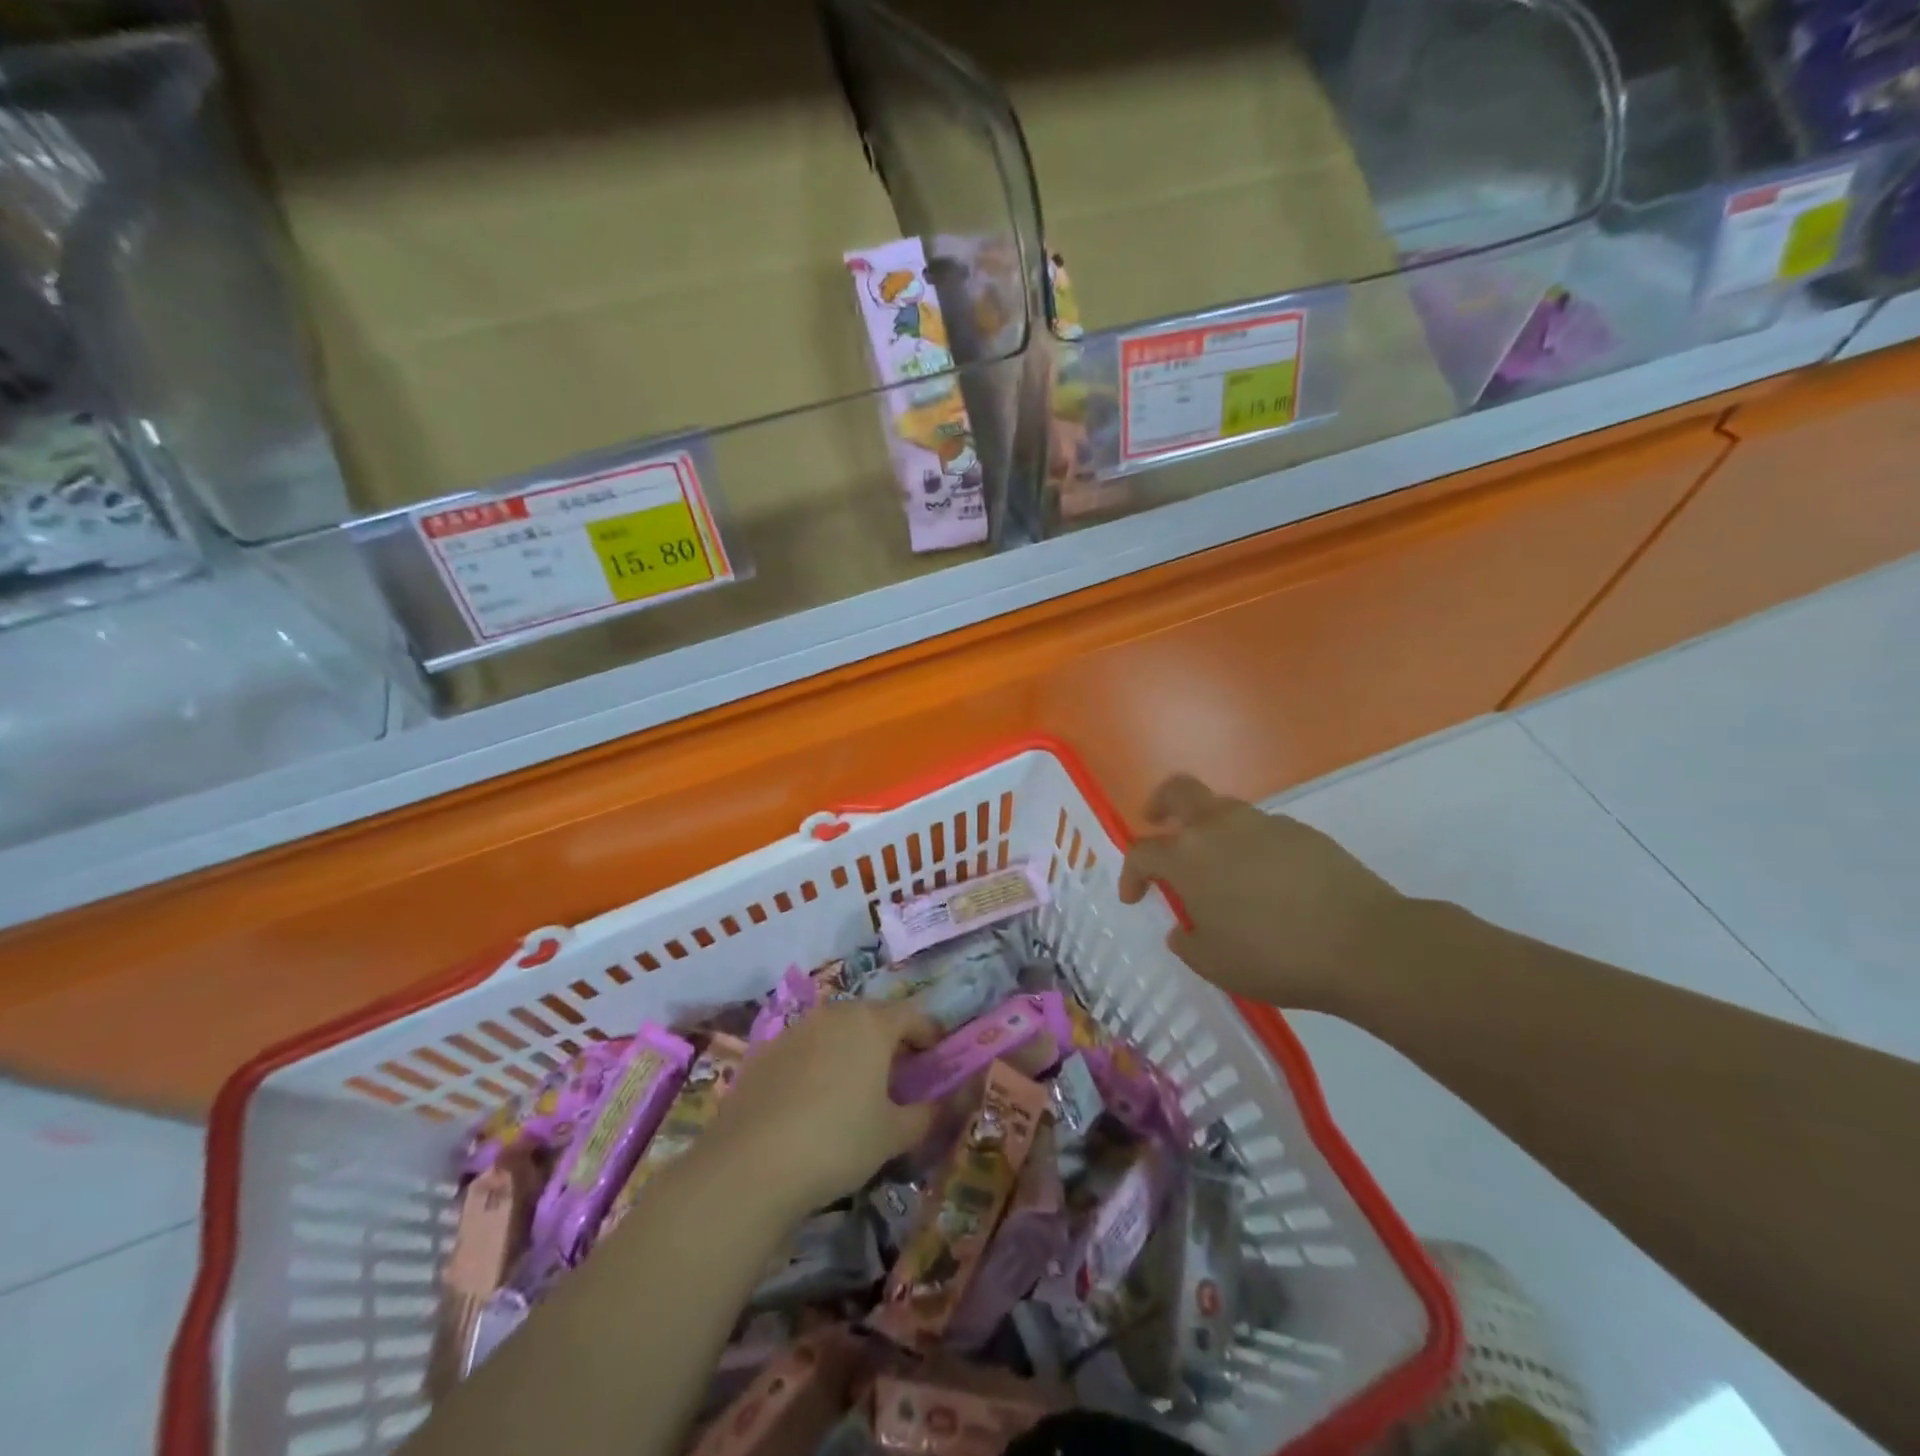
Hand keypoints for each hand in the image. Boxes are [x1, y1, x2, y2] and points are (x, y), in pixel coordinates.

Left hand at [700, 1000, 939, 1214]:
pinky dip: (819, 1064)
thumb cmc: (837, 1142)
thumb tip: (943, 1104)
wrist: (749, 1165)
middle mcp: (835, 1014)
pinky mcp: (765, 1052)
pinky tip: (814, 1102)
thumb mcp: (893, 1135)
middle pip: (873, 1018)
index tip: (937, 1061)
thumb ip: (926, 1114)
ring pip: (836, 1031)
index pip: (914, 1016)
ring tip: (857, 1089)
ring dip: (853, 1050)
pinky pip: (805, 1049)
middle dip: (890, 1042)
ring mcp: (796, 1029)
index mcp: (873, 1023)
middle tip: (899, 1077)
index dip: (930, 1037)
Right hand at [1118, 773, 1407, 1014]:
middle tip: (1156, 822)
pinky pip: (1261, 828)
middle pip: (1178, 791)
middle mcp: (1219, 827)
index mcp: (1188, 856)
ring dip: (1208, 827)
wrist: (1364, 944)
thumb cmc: (1274, 957)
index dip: (1130, 873)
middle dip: (1160, 805)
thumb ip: (1188, 941)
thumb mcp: (1214, 964)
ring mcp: (1264, 823)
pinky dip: (1249, 844)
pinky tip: (1265, 879)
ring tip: (1217, 864)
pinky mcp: (1302, 831)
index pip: (1142, 851)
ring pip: (1222, 808)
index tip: (1135, 897)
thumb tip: (1184, 927)